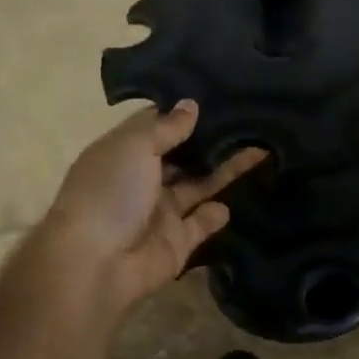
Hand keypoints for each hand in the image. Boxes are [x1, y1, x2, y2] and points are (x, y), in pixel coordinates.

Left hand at [40, 101, 264, 317]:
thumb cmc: (110, 193)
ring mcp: (161, 213)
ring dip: (225, 169)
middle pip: (182, 155)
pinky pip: (203, 222)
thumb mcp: (134, 146)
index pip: (157, 126)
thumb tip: (191, 105)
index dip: (184, 112)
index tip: (219, 94)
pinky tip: (245, 192)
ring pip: (199, 185)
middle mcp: (142, 180)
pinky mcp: (178, 243)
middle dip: (211, 140)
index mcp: (123, 153)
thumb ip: (166, 127)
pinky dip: (218, 212)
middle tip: (250, 118)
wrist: (98, 264)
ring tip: (261, 146)